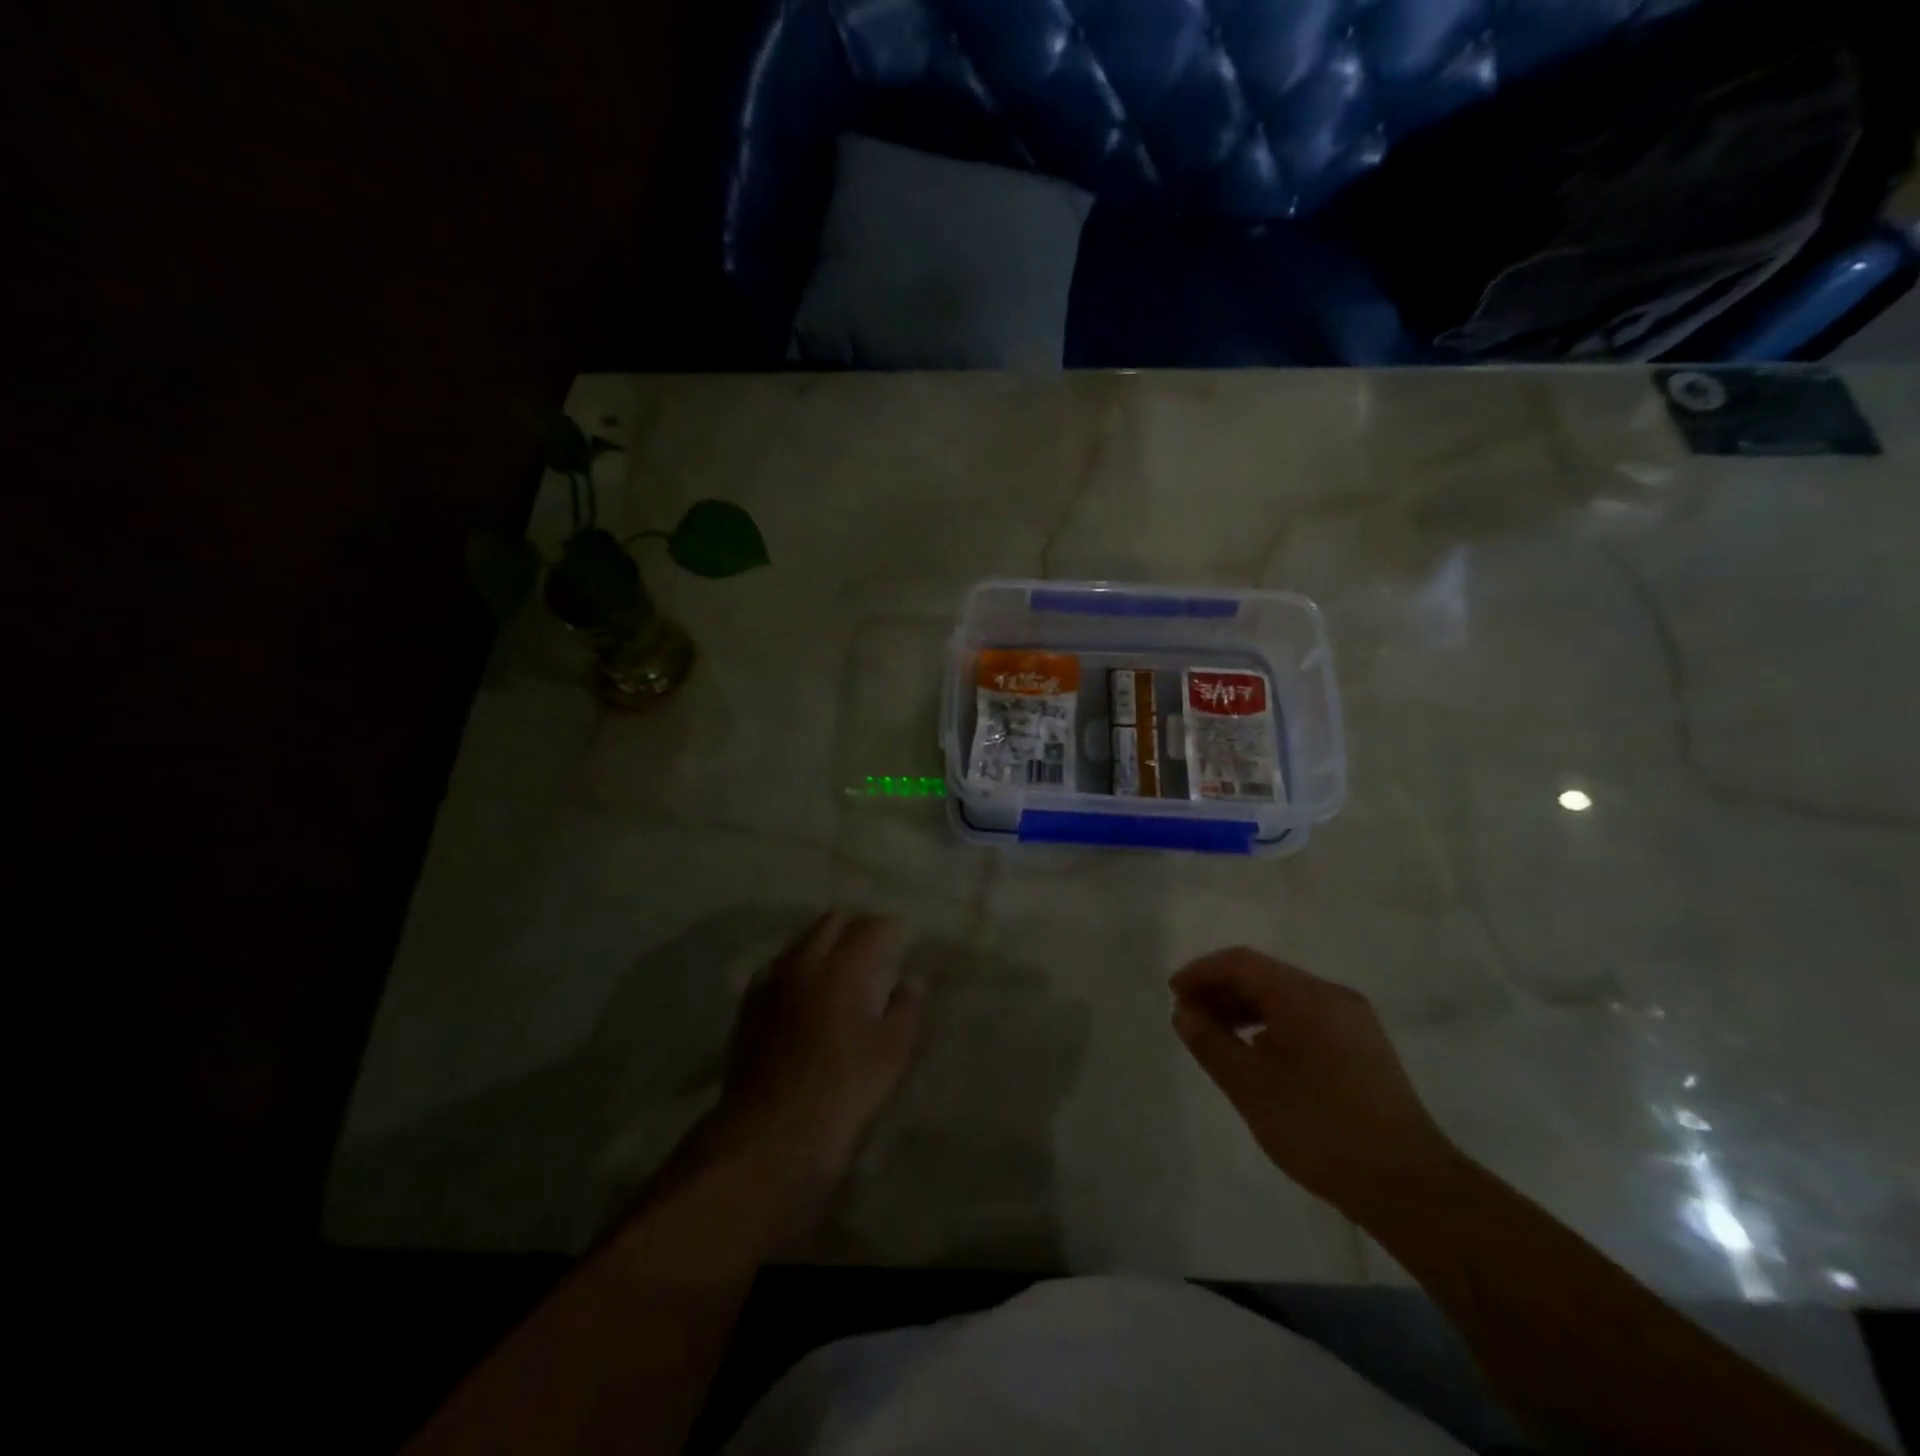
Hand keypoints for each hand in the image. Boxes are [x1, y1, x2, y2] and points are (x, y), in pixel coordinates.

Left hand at [716, 912, 920, 1182]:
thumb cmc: (843, 1090)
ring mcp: (772, 981)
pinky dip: (799, 963)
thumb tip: (912, 980)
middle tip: (875, 940)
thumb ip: (906, 1008)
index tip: (904, 932)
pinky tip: (807, 985)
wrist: (770, 1130)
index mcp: (843, 968)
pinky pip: (779, 965)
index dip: (891, 925)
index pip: (870, 928)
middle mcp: (804, 962)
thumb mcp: (892, 1052)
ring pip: (802, 940)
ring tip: (842, 960)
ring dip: (825, 940)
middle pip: (831, 922)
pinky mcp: (751, 1004)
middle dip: (856, 923)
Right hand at [1170, 948, 1457, 1216]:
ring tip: (1215, 1036)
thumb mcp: (1252, 1088)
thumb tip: (1183, 1013)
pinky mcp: (1363, 1046)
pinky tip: (1257, 1054)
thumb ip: (1211, 1043)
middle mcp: (1332, 996)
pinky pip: (1306, 1017)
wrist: (1411, 1187)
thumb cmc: (1321, 1130)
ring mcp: (1353, 1021)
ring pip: (1285, 997)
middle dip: (1221, 990)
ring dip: (1244, 1008)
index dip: (1202, 972)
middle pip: (1264, 976)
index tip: (1172, 994)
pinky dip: (1272, 1024)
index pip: (1242, 963)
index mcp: (1306, 997)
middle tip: (1188, 1017)